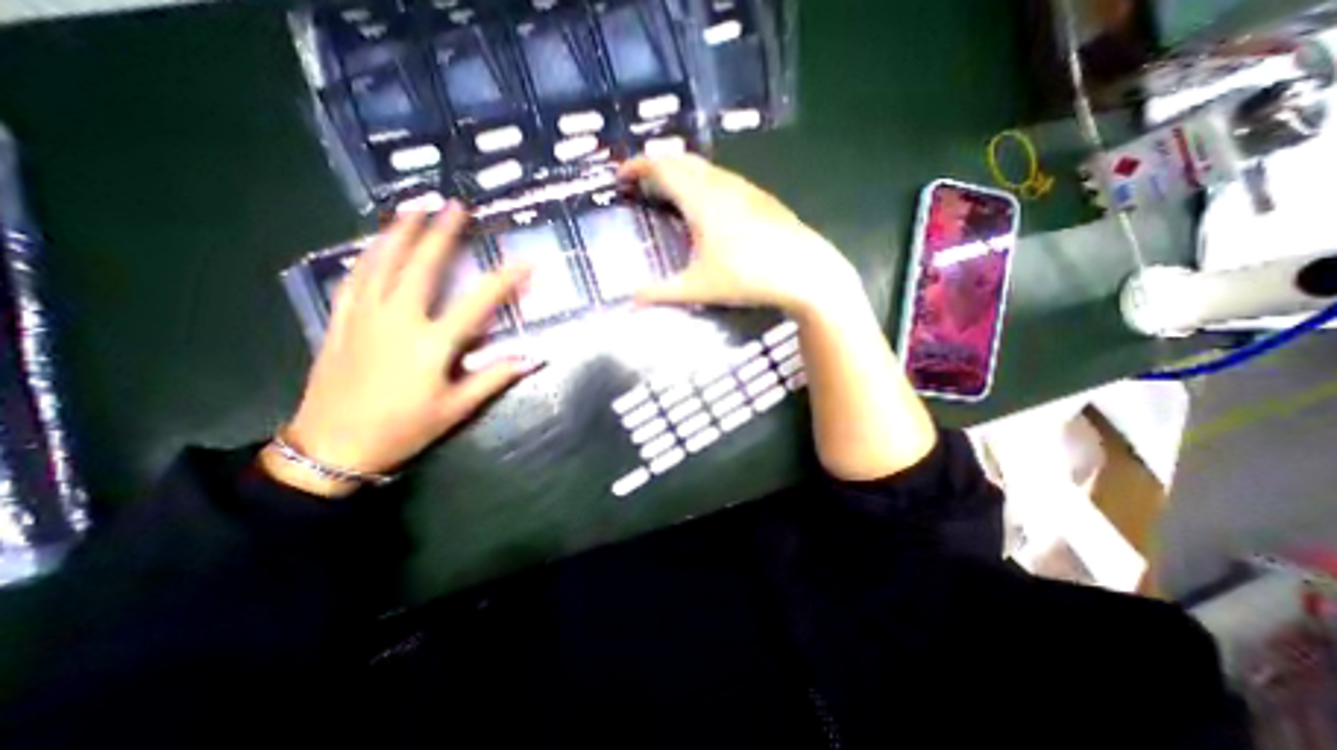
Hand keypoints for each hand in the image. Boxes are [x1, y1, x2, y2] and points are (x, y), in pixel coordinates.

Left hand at [267, 205, 535, 496]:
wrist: (333, 446)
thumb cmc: (404, 428)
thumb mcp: (457, 408)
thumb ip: (495, 378)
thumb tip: (533, 360)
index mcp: (432, 343)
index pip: (478, 302)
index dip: (505, 280)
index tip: (526, 262)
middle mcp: (398, 319)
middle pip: (423, 266)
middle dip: (442, 233)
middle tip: (455, 205)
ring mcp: (365, 316)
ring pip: (382, 262)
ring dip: (400, 232)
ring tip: (413, 207)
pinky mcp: (341, 320)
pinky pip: (355, 278)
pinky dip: (368, 255)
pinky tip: (376, 244)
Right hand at [624, 153, 861, 316]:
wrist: (804, 271)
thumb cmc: (747, 277)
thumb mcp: (699, 288)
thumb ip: (661, 293)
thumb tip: (630, 301)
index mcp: (700, 199)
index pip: (661, 167)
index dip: (637, 166)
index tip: (620, 175)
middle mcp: (721, 184)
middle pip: (682, 159)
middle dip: (657, 164)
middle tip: (641, 181)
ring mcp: (745, 188)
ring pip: (705, 167)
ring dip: (681, 171)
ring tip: (669, 191)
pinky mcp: (761, 197)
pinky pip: (723, 178)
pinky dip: (703, 181)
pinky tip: (707, 204)